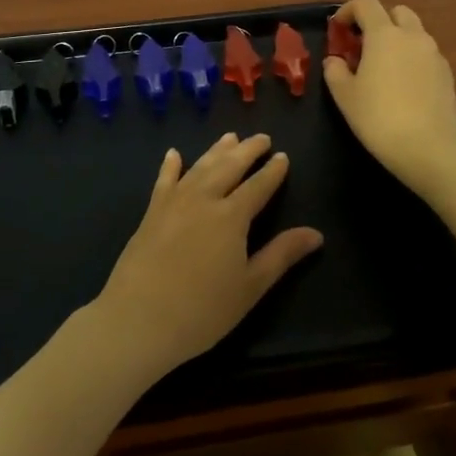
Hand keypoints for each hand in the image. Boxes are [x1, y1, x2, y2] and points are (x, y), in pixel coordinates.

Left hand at [94, 133, 322, 380]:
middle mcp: (204, 199)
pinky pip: (164, 180)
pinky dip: (171, 165)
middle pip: (229, 166)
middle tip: (261, 138)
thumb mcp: (250, 287)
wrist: (139, 318)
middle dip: (247, 150)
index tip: (282, 156)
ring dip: (216, 151)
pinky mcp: (151, 212)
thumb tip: (316, 234)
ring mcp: (174, 202)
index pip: (258, 186)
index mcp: (232, 216)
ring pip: (200, 167)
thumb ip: (281, 255)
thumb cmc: (203, 310)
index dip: (272, 171)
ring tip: (230, 137)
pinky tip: (174, 154)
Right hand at [323, 0, 455, 198]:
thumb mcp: (345, 96)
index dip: (348, 10)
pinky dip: (412, 58)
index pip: (366, 4)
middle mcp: (413, 37)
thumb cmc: (379, 118)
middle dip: (378, 21)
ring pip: (414, 33)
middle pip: (396, 12)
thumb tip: (335, 60)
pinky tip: (403, 85)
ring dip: (397, 39)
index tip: (337, 27)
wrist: (430, 148)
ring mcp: (434, 54)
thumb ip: (335, 72)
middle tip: (363, 45)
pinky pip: (425, 54)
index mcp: (385, 35)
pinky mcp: (447, 74)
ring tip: (383, 67)